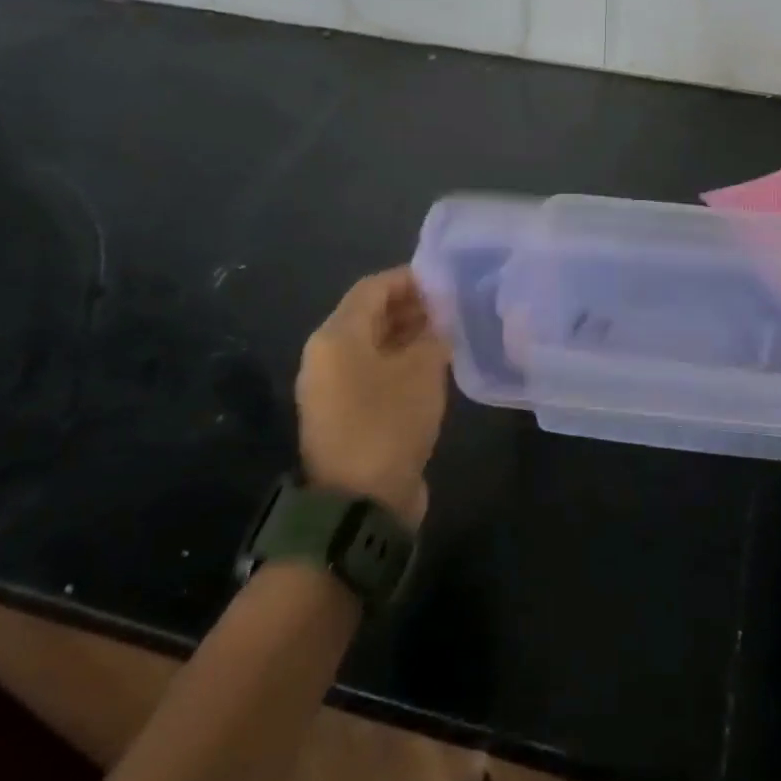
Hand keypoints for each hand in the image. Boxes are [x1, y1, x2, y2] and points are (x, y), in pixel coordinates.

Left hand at [295, 267, 448, 529]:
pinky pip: (373, 372)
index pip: (373, 288)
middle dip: (411, 306)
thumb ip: (433, 335)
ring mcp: (332, 387)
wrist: (360, 502)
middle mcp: (326, 356)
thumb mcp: (422, 371)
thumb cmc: (388, 423)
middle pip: (369, 315)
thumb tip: (440, 322)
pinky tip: (433, 366)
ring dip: (408, 335)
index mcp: (336, 337)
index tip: (446, 280)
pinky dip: (400, 362)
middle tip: (453, 307)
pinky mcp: (344, 414)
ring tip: (449, 333)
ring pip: (373, 345)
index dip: (410, 278)